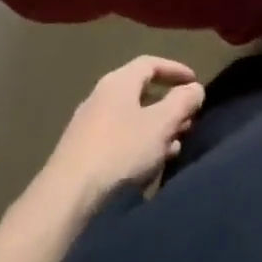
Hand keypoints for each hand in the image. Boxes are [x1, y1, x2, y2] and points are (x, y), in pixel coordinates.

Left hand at [43, 56, 205, 205]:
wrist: (66, 197)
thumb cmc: (120, 151)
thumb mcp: (161, 124)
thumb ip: (182, 102)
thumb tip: (195, 88)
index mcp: (119, 81)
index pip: (150, 63)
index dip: (175, 70)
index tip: (195, 82)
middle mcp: (101, 96)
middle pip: (140, 92)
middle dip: (168, 105)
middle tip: (188, 120)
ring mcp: (88, 125)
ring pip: (131, 119)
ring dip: (155, 129)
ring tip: (174, 146)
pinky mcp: (81, 153)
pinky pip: (118, 140)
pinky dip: (138, 145)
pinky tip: (148, 166)